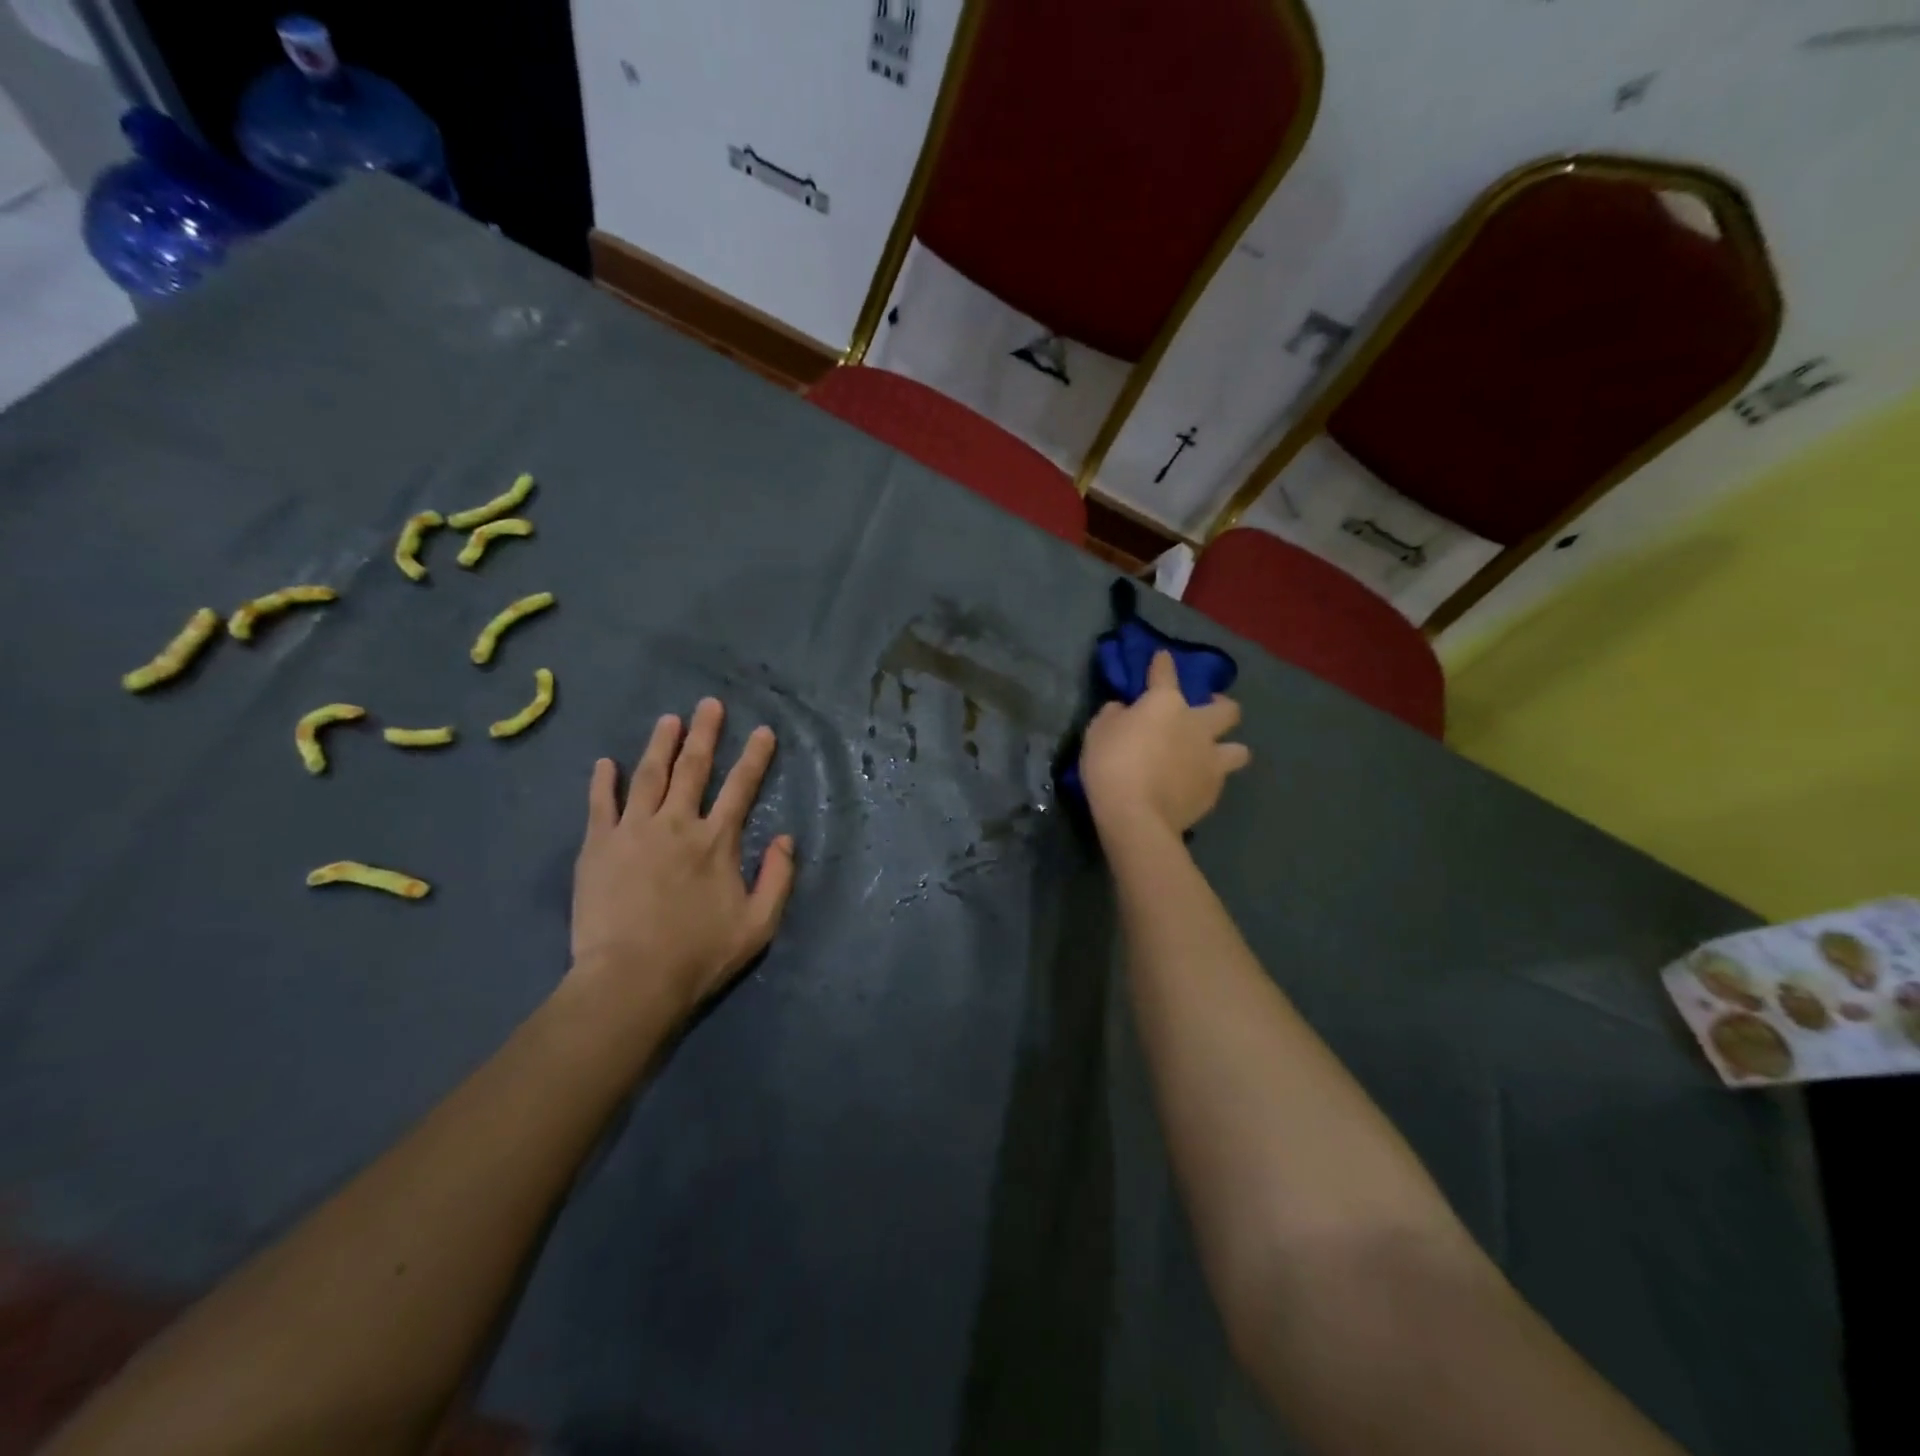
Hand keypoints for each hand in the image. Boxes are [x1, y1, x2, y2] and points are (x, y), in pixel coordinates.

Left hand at [567, 698, 795, 1029]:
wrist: (630, 980)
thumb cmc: (699, 954)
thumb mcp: (759, 924)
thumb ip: (778, 877)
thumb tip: (787, 838)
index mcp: (716, 841)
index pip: (741, 787)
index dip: (754, 757)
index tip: (762, 731)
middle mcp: (677, 824)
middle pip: (693, 769)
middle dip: (705, 734)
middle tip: (709, 704)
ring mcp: (633, 831)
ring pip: (649, 776)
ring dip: (660, 745)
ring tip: (669, 719)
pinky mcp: (597, 846)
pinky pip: (600, 804)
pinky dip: (604, 781)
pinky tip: (606, 762)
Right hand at [1080, 651, 1249, 839]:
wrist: (1136, 815)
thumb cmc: (1111, 765)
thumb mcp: (1098, 732)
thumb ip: (1115, 715)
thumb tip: (1124, 710)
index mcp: (1165, 703)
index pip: (1166, 672)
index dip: (1163, 663)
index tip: (1163, 657)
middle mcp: (1197, 724)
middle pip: (1227, 709)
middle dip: (1220, 706)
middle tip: (1206, 712)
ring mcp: (1211, 758)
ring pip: (1240, 749)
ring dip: (1227, 749)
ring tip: (1210, 756)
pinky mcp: (1214, 789)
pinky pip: (1220, 779)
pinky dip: (1209, 779)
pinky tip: (1194, 786)